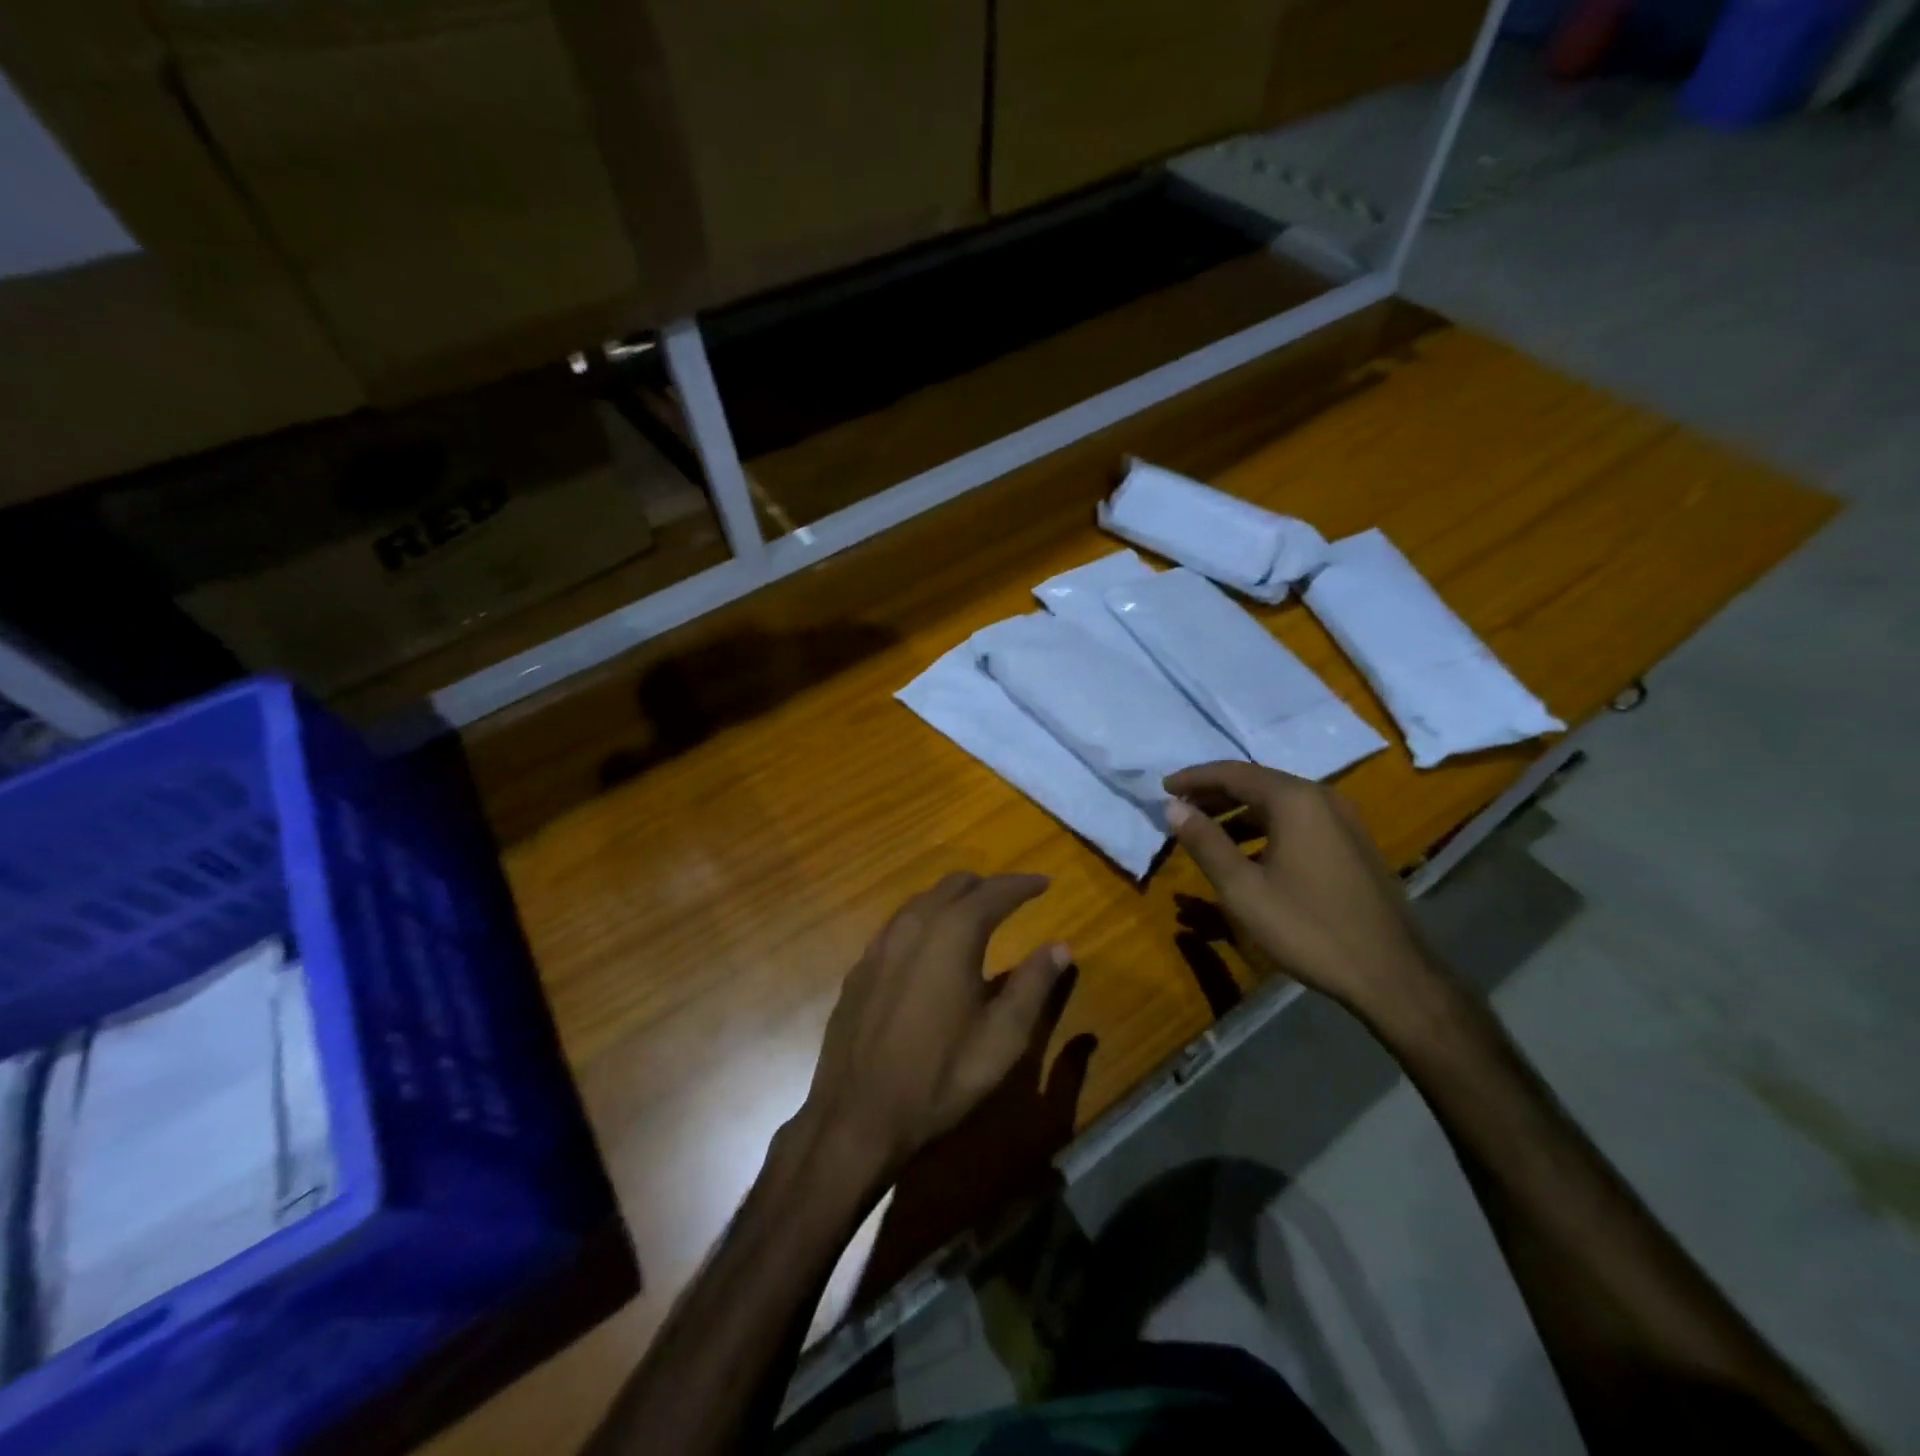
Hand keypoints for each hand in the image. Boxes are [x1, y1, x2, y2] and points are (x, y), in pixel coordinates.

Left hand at [798, 872, 1071, 1185]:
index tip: (1045, 883)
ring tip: (974, 914)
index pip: (994, 892)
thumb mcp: (1003, 1038)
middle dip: (986, 886)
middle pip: (953, 885)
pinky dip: (924, 922)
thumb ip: (1034, 985)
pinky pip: (897, 927)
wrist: (857, 1116)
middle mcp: (912, 926)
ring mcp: (879, 946)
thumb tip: (1060, 947)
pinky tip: (929, 948)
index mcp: (952, 934)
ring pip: (921, 901)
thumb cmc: (940, 1076)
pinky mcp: (859, 969)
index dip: (1022, 884)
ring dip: (952, 899)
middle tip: (1012, 898)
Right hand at [1164, 761, 1439, 1017]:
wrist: (1391, 973)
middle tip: (1180, 807)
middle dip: (1215, 793)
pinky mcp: (1353, 842)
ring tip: (1208, 831)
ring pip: (1279, 802)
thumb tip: (1173, 807)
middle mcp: (1322, 797)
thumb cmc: (1308, 928)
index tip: (1163, 788)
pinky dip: (1266, 826)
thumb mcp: (1242, 889)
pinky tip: (1250, 853)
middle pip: (1257, 782)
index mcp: (1294, 800)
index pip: (1233, 773)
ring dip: (1240, 811)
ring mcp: (1343, 819)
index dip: (1194, 778)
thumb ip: (1205, 842)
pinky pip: (1299, 819)